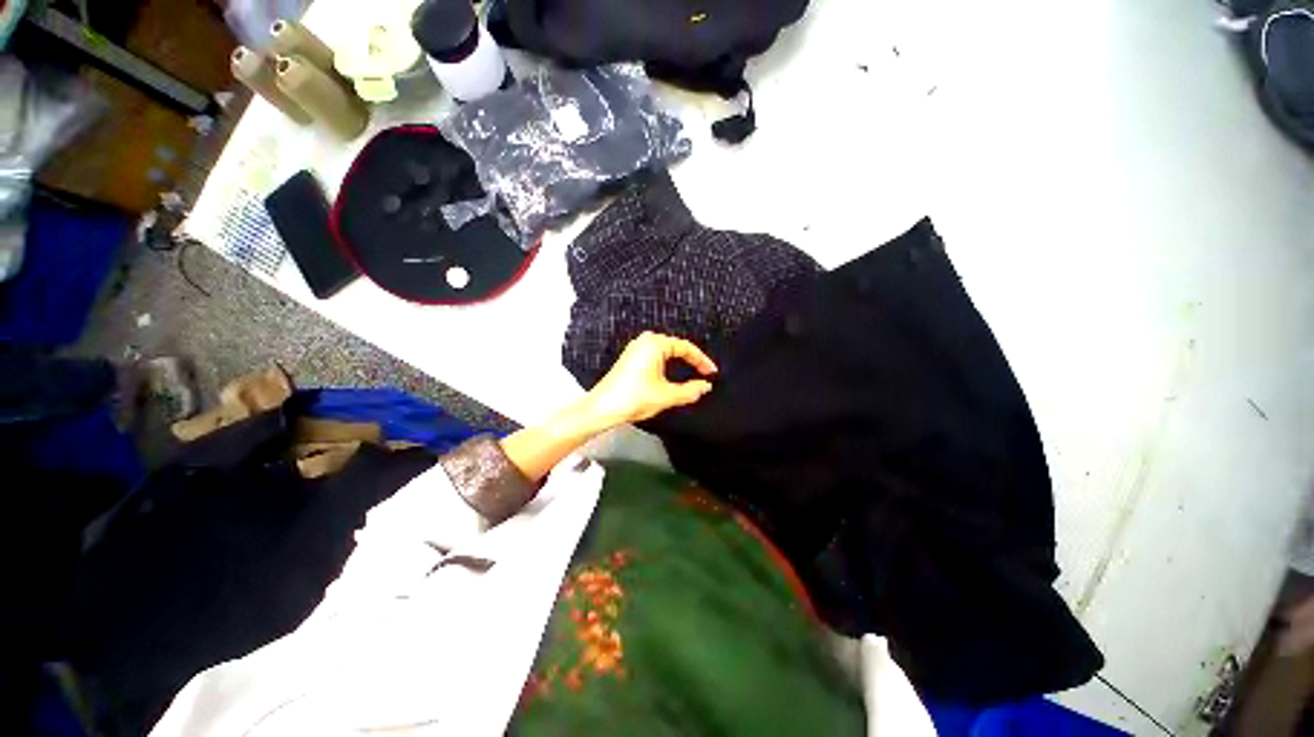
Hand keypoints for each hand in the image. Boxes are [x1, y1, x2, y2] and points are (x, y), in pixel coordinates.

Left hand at [583, 332, 717, 427]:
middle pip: (675, 347)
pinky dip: (666, 365)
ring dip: (679, 363)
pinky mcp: (629, 358)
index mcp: (655, 343)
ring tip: (692, 374)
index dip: (702, 361)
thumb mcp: (667, 395)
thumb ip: (690, 390)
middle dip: (691, 360)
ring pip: (665, 352)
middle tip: (704, 373)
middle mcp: (645, 341)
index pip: (686, 348)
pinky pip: (654, 356)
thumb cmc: (634, 398)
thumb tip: (706, 387)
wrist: (602, 408)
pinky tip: (671, 376)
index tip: (712, 373)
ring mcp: (635, 349)